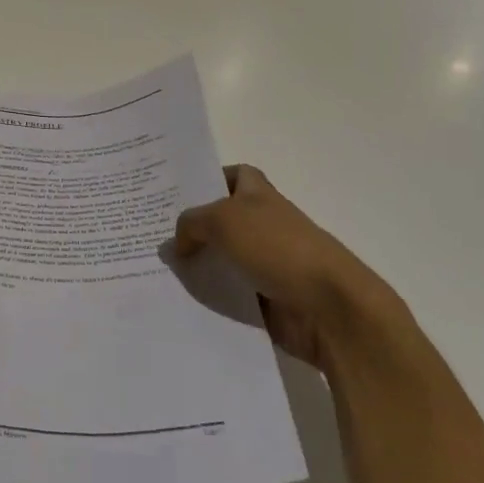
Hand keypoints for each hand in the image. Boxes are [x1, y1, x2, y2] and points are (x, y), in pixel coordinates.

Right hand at [174, 165, 401, 369]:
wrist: (329, 307)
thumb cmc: (277, 247)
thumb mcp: (223, 220)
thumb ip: (191, 223)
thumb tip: (178, 242)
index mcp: (259, 196)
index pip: (236, 175)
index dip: (211, 178)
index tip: (178, 193)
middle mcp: (264, 225)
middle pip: (222, 220)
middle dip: (193, 227)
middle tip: (155, 234)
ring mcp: (267, 263)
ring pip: (223, 260)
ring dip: (198, 266)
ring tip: (158, 270)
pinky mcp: (267, 299)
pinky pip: (230, 295)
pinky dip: (211, 298)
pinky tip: (181, 299)